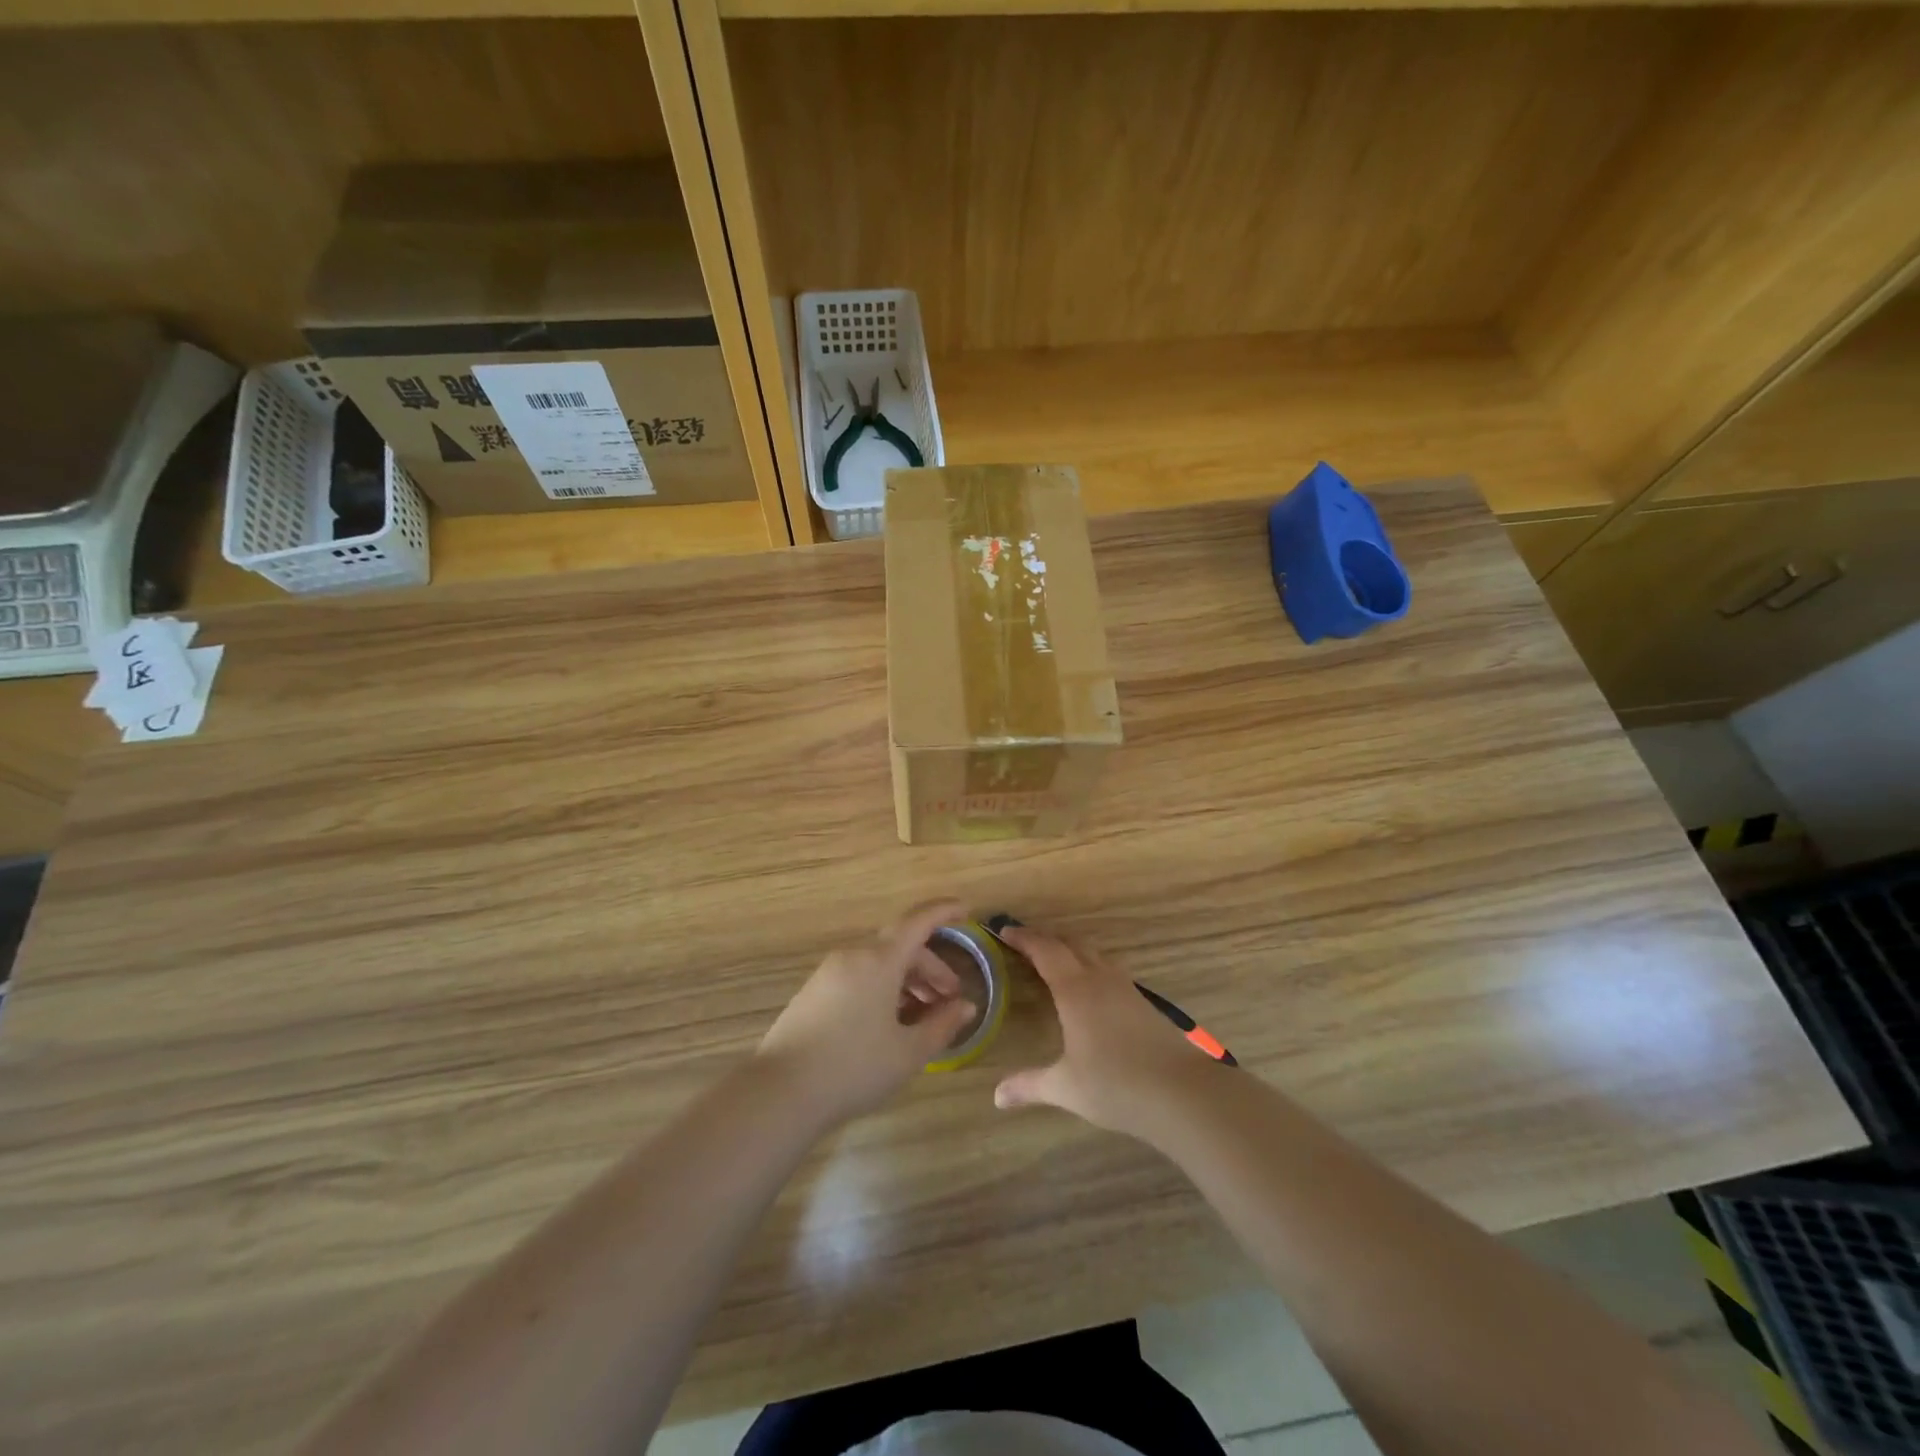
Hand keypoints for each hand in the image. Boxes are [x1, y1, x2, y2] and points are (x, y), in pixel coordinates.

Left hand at [756, 899, 979, 1127]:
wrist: (780, 1092)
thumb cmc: (854, 1067)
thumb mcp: (908, 1052)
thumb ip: (942, 1025)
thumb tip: (965, 1006)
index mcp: (879, 961)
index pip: (918, 922)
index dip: (943, 911)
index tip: (965, 909)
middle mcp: (853, 956)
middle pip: (900, 948)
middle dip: (931, 968)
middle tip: (951, 999)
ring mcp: (829, 973)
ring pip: (878, 965)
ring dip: (907, 981)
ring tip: (923, 1016)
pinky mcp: (813, 993)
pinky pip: (859, 978)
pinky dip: (883, 989)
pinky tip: (889, 1024)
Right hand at [994, 924, 1216, 1136]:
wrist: (1183, 1093)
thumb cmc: (1117, 1085)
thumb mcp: (1066, 1088)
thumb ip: (1029, 1086)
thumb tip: (997, 1097)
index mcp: (1075, 990)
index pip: (1045, 950)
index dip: (1024, 938)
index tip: (1004, 931)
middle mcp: (1100, 979)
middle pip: (1070, 943)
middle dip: (1045, 939)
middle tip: (1023, 942)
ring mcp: (1125, 988)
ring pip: (1093, 954)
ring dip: (1070, 950)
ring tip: (1054, 960)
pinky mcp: (1143, 1002)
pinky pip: (1109, 970)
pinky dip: (1090, 966)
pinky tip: (1089, 989)